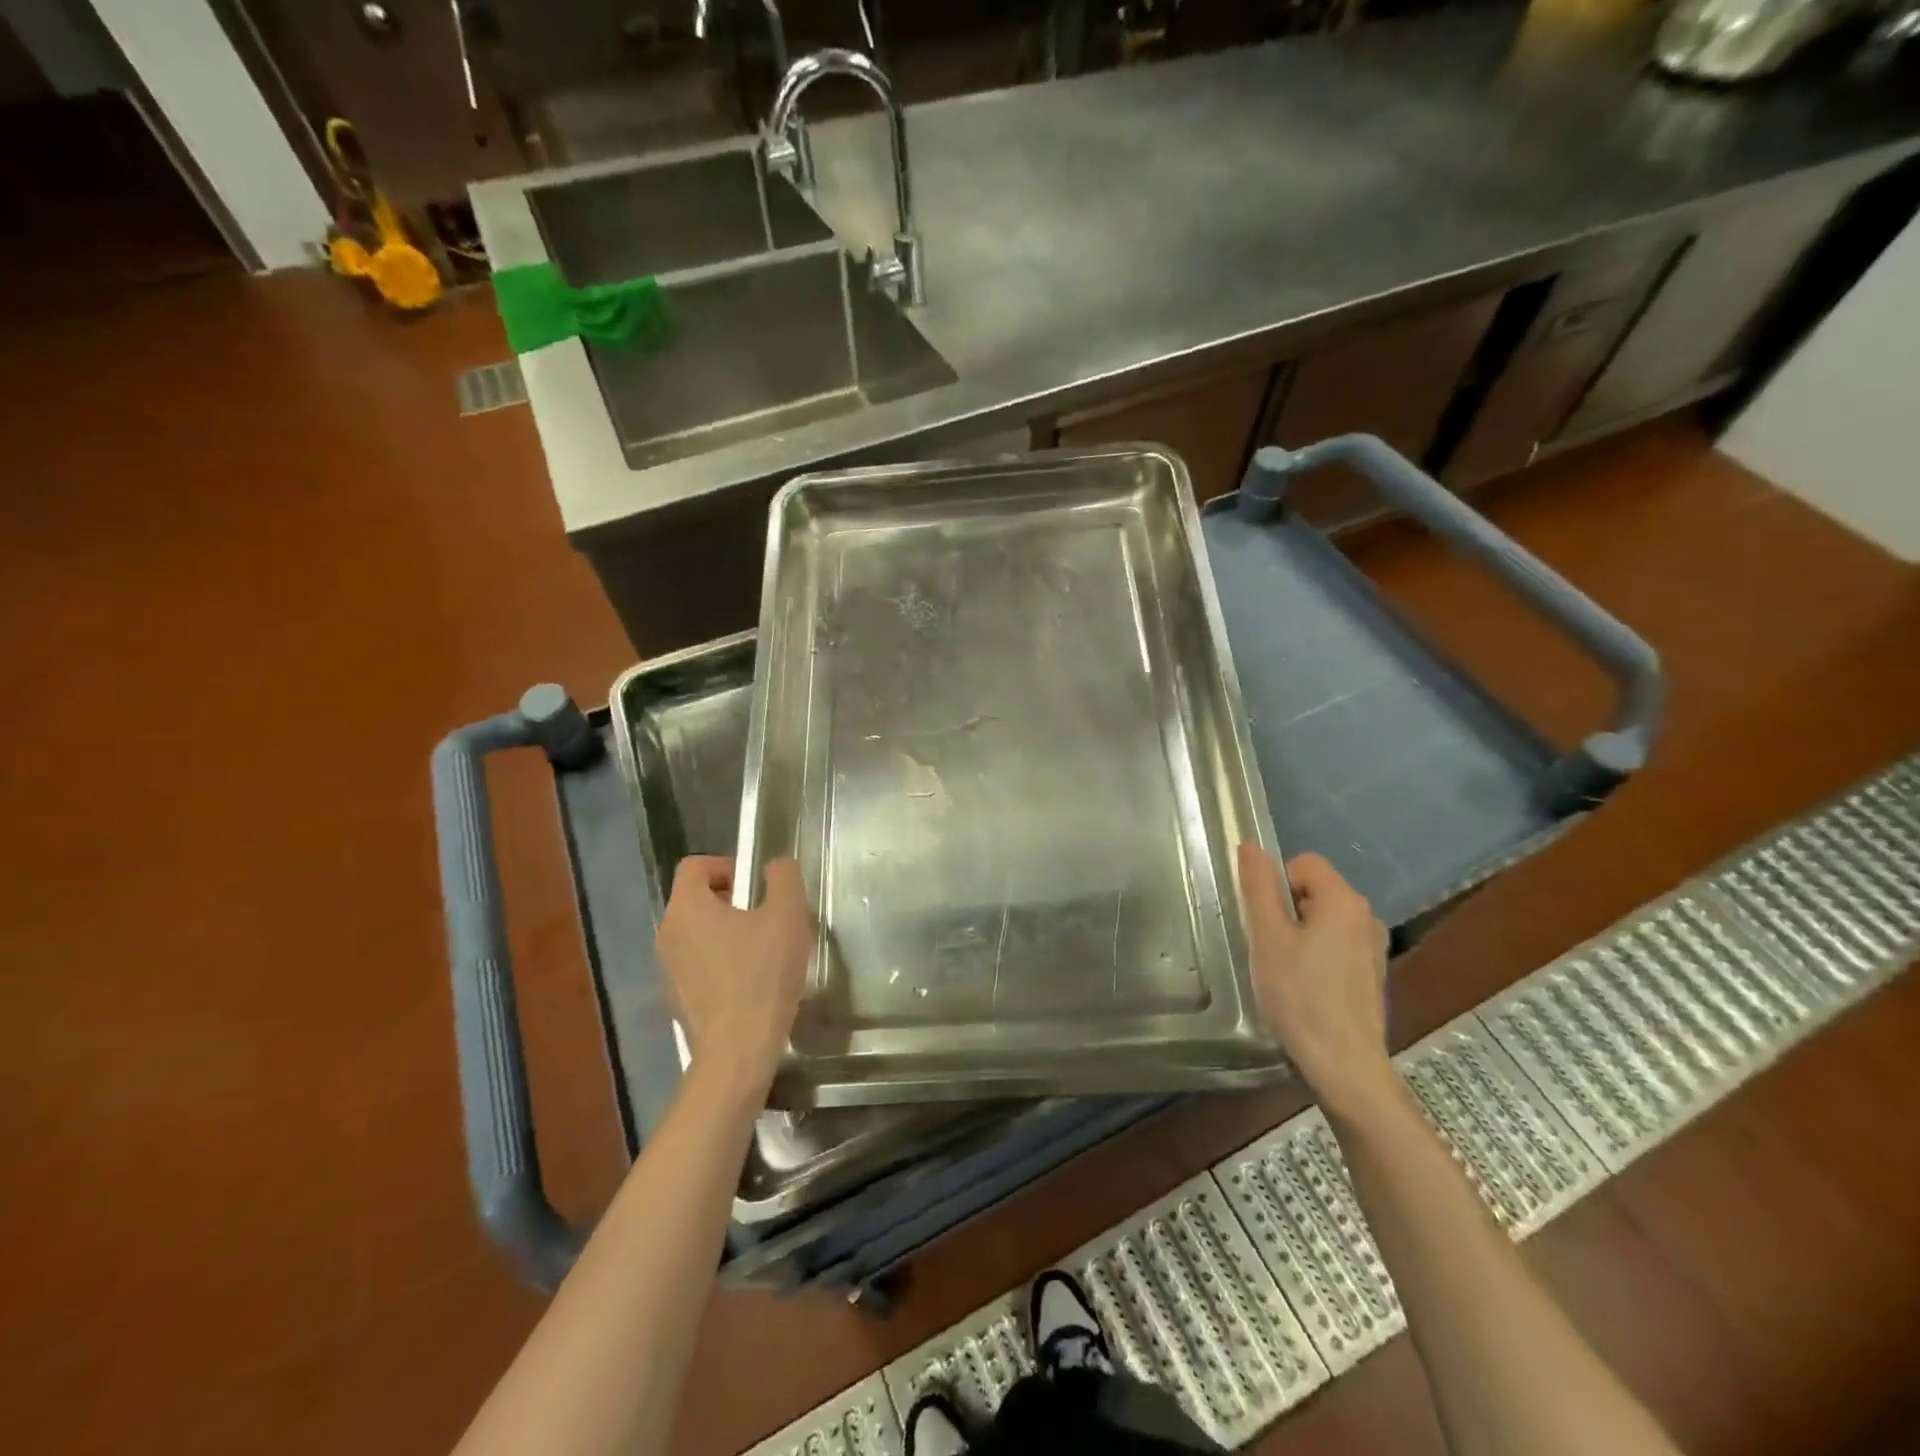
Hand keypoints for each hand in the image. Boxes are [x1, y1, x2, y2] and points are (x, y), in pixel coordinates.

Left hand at [655, 857, 813, 1101]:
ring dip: (726, 931)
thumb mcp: (787, 914)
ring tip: (761, 950)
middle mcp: (667, 933)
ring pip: (696, 933)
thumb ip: (783, 878)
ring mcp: (667, 969)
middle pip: (695, 899)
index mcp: (687, 907)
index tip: (756, 885)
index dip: (727, 865)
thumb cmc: (763, 974)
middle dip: (730, 899)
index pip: (695, 866)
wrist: (739, 1049)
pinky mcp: (675, 998)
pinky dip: (719, 962)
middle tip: (765, 916)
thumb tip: (774, 866)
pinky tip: (749, 982)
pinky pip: (696, 964)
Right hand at [1239, 845, 1394, 1117]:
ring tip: (1285, 972)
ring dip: (1300, 936)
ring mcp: (1374, 948)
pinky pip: (1336, 946)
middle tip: (1269, 948)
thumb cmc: (1299, 995)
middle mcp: (1366, 917)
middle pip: (1314, 891)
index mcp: (1344, 900)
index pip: (1302, 864)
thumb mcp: (1267, 937)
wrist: (1344, 1064)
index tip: (1265, 923)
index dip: (1276, 885)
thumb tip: (1250, 845)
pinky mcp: (1372, 975)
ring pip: (1324, 920)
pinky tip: (1305, 989)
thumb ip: (1259, 887)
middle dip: (1286, 911)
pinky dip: (1317, 957)